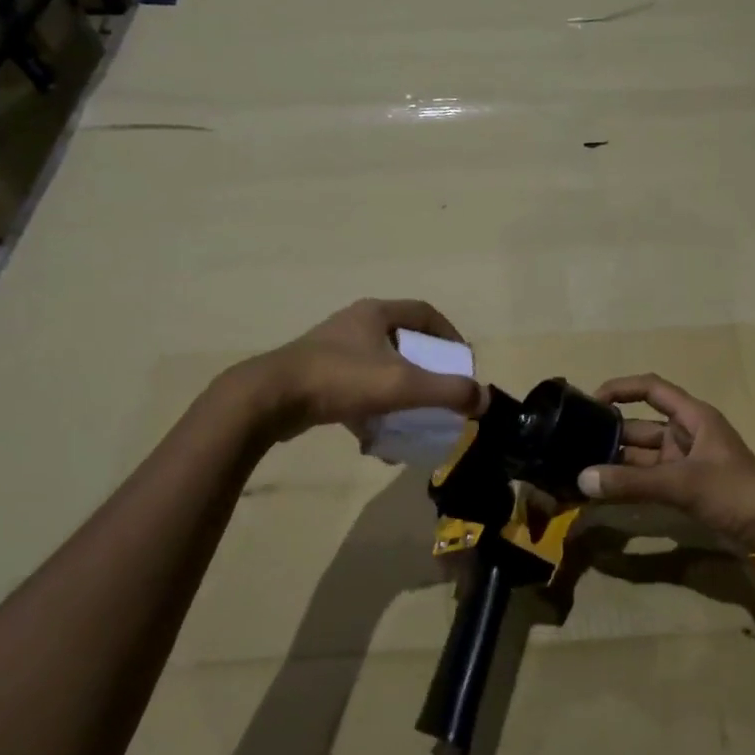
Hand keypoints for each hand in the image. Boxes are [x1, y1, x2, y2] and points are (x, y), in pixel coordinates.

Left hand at [240, 299, 484, 442]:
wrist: (270, 400)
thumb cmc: (341, 380)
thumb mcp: (403, 386)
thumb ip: (448, 392)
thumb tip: (484, 399)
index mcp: (376, 314)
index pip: (425, 313)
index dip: (451, 335)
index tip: (463, 362)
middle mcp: (354, 325)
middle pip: (404, 341)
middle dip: (426, 369)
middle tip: (441, 391)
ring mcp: (332, 351)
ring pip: (379, 368)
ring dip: (399, 392)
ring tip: (413, 418)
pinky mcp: (316, 377)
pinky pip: (356, 391)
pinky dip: (372, 412)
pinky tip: (377, 441)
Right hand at [578, 374, 754, 553]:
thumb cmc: (733, 492)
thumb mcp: (682, 483)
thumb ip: (631, 482)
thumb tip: (582, 480)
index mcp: (694, 417)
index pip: (652, 389)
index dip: (622, 388)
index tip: (590, 401)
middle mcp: (687, 434)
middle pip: (641, 425)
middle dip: (611, 433)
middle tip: (573, 443)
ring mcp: (685, 463)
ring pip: (642, 456)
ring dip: (616, 462)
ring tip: (579, 468)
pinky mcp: (685, 488)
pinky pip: (648, 479)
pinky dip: (628, 483)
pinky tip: (602, 491)